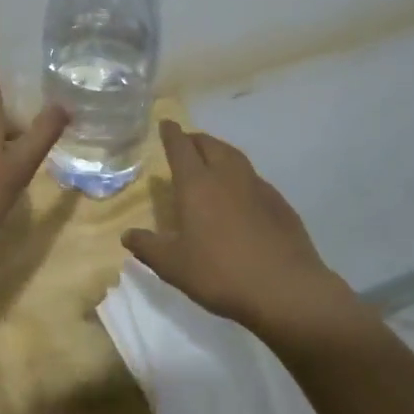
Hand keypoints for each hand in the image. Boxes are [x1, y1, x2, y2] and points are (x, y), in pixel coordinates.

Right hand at [122, 121, 365, 343]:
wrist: (286, 290)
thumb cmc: (221, 274)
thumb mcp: (174, 267)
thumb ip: (148, 247)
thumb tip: (127, 235)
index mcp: (197, 184)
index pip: (180, 147)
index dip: (171, 133)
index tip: (166, 123)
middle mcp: (226, 175)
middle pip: (209, 144)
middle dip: (194, 139)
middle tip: (186, 144)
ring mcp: (256, 186)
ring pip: (234, 156)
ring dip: (219, 151)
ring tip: (212, 161)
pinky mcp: (279, 202)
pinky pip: (253, 178)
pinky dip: (241, 176)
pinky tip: (241, 194)